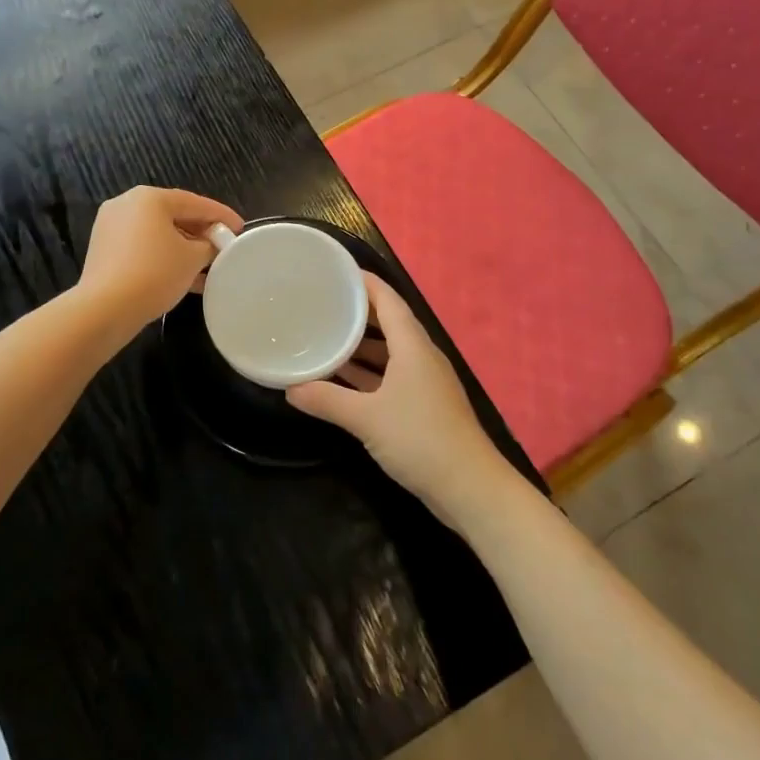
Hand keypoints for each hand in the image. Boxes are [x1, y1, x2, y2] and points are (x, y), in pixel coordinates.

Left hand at [77, 187, 242, 335]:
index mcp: (149, 198)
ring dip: (183, 249)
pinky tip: (184, 278)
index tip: (240, 227)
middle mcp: (127, 204)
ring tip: (208, 267)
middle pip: (174, 215)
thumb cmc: (155, 273)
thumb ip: (209, 245)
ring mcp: (111, 227)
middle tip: (223, 246)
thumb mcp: (192, 258)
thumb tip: (212, 245)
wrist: (105, 309)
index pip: (195, 202)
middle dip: (201, 233)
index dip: (221, 215)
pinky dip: (163, 257)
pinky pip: (142, 247)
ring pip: (158, 234)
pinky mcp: (104, 250)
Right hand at [287, 274, 518, 524]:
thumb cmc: (420, 439)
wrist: (470, 488)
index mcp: (413, 346)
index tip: (335, 271)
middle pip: (388, 323)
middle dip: (357, 313)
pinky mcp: (424, 406)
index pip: (388, 300)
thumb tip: (290, 389)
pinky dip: (368, 373)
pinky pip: (391, 376)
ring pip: (389, 352)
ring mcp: (424, 383)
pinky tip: (342, 379)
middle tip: (321, 303)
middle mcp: (420, 357)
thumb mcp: (366, 418)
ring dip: (361, 346)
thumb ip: (326, 400)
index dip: (364, 283)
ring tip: (325, 336)